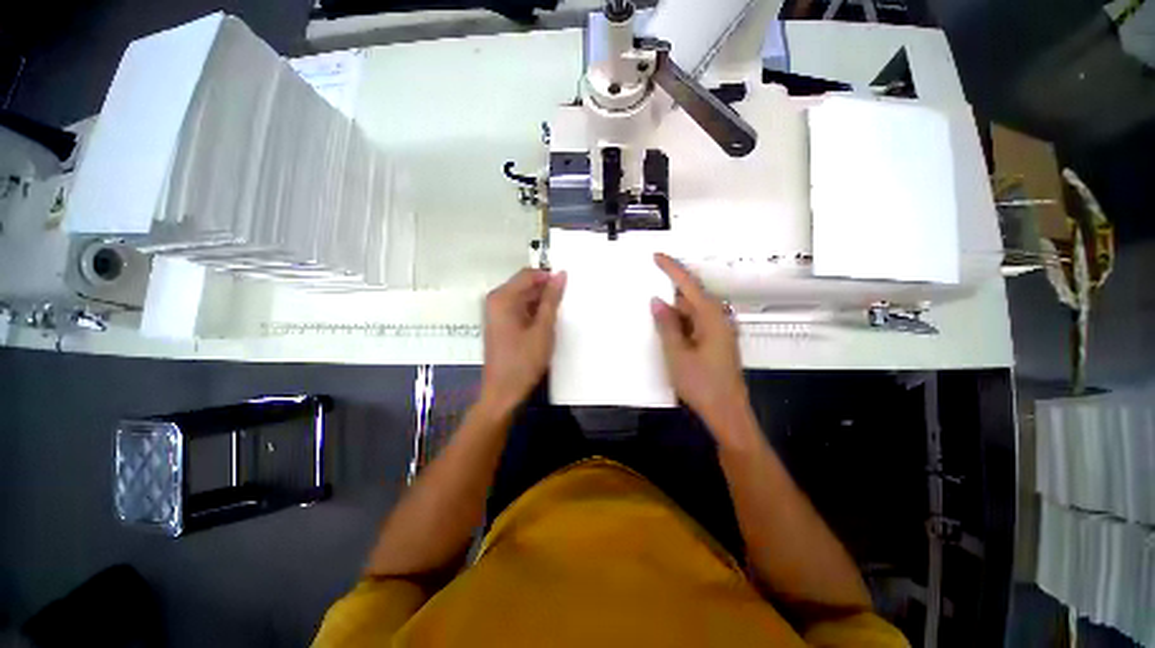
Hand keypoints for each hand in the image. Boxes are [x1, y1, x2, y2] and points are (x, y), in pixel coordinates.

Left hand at [480, 268, 566, 415]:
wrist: (504, 392)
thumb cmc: (524, 361)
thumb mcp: (543, 329)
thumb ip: (552, 300)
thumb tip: (560, 274)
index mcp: (502, 297)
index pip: (529, 274)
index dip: (549, 278)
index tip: (567, 288)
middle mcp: (496, 300)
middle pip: (525, 285)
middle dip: (546, 291)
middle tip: (566, 304)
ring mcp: (496, 313)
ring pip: (524, 297)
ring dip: (541, 303)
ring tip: (558, 315)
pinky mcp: (500, 324)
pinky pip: (520, 309)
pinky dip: (534, 312)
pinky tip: (546, 324)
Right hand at [651, 253, 749, 434]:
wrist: (726, 412)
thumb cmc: (701, 384)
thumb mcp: (677, 354)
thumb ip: (667, 325)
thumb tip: (657, 301)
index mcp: (711, 317)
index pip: (689, 285)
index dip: (672, 269)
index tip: (656, 256)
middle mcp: (718, 319)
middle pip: (691, 296)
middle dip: (670, 290)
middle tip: (649, 283)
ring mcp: (718, 331)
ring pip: (692, 311)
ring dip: (674, 309)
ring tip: (652, 309)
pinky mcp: (715, 342)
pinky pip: (694, 323)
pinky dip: (680, 322)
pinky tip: (666, 327)